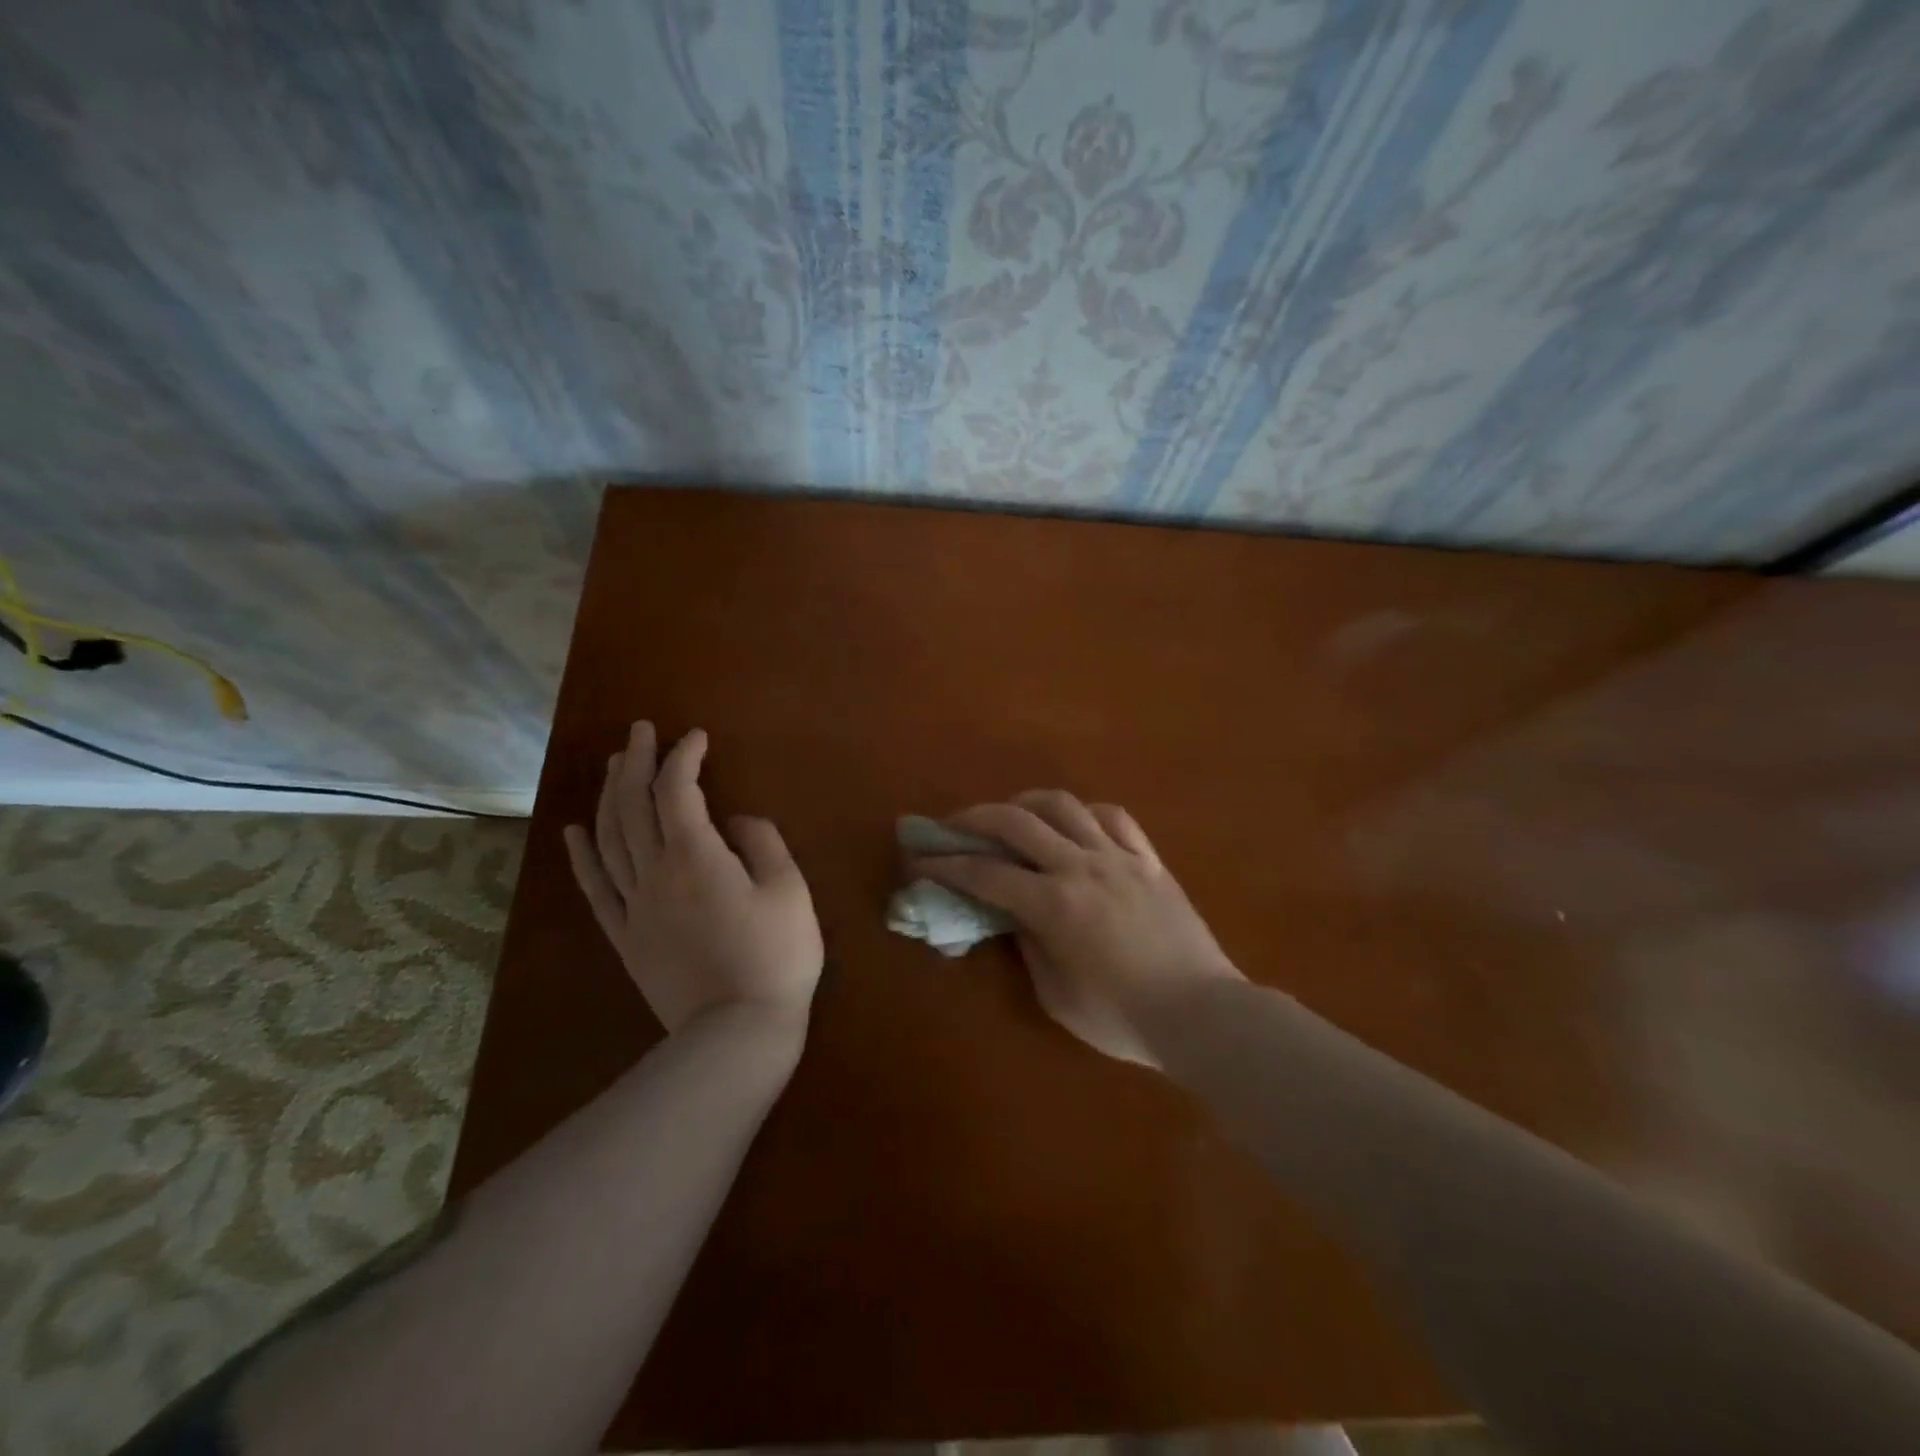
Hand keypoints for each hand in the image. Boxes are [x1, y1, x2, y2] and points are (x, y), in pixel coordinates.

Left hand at [564, 722, 822, 1033]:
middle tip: (639, 731)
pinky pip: (595, 888)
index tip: (696, 737)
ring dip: (608, 795)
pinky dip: (582, 855)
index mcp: (696, 856)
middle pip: (633, 805)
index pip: (678, 790)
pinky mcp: (625, 936)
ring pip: (608, 837)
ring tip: (613, 765)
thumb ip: (763, 844)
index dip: (683, 757)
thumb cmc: (776, 956)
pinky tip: (574, 830)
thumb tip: (736, 821)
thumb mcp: (790, 890)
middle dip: (635, 761)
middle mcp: (655, 872)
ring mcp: (633, 905)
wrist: (737, 1031)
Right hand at [910, 791, 1239, 1066]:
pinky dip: (1084, 812)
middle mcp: (1081, 867)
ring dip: (1026, 802)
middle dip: (975, 818)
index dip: (946, 865)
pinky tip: (1073, 822)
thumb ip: (1029, 946)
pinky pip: (1114, 817)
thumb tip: (1014, 914)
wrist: (1201, 1014)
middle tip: (953, 826)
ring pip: (1064, 805)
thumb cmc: (1122, 1018)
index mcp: (1054, 905)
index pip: (985, 874)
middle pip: (1017, 822)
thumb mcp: (1057, 995)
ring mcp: (1119, 857)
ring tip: (1010, 814)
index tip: (920, 860)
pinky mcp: (1149, 859)